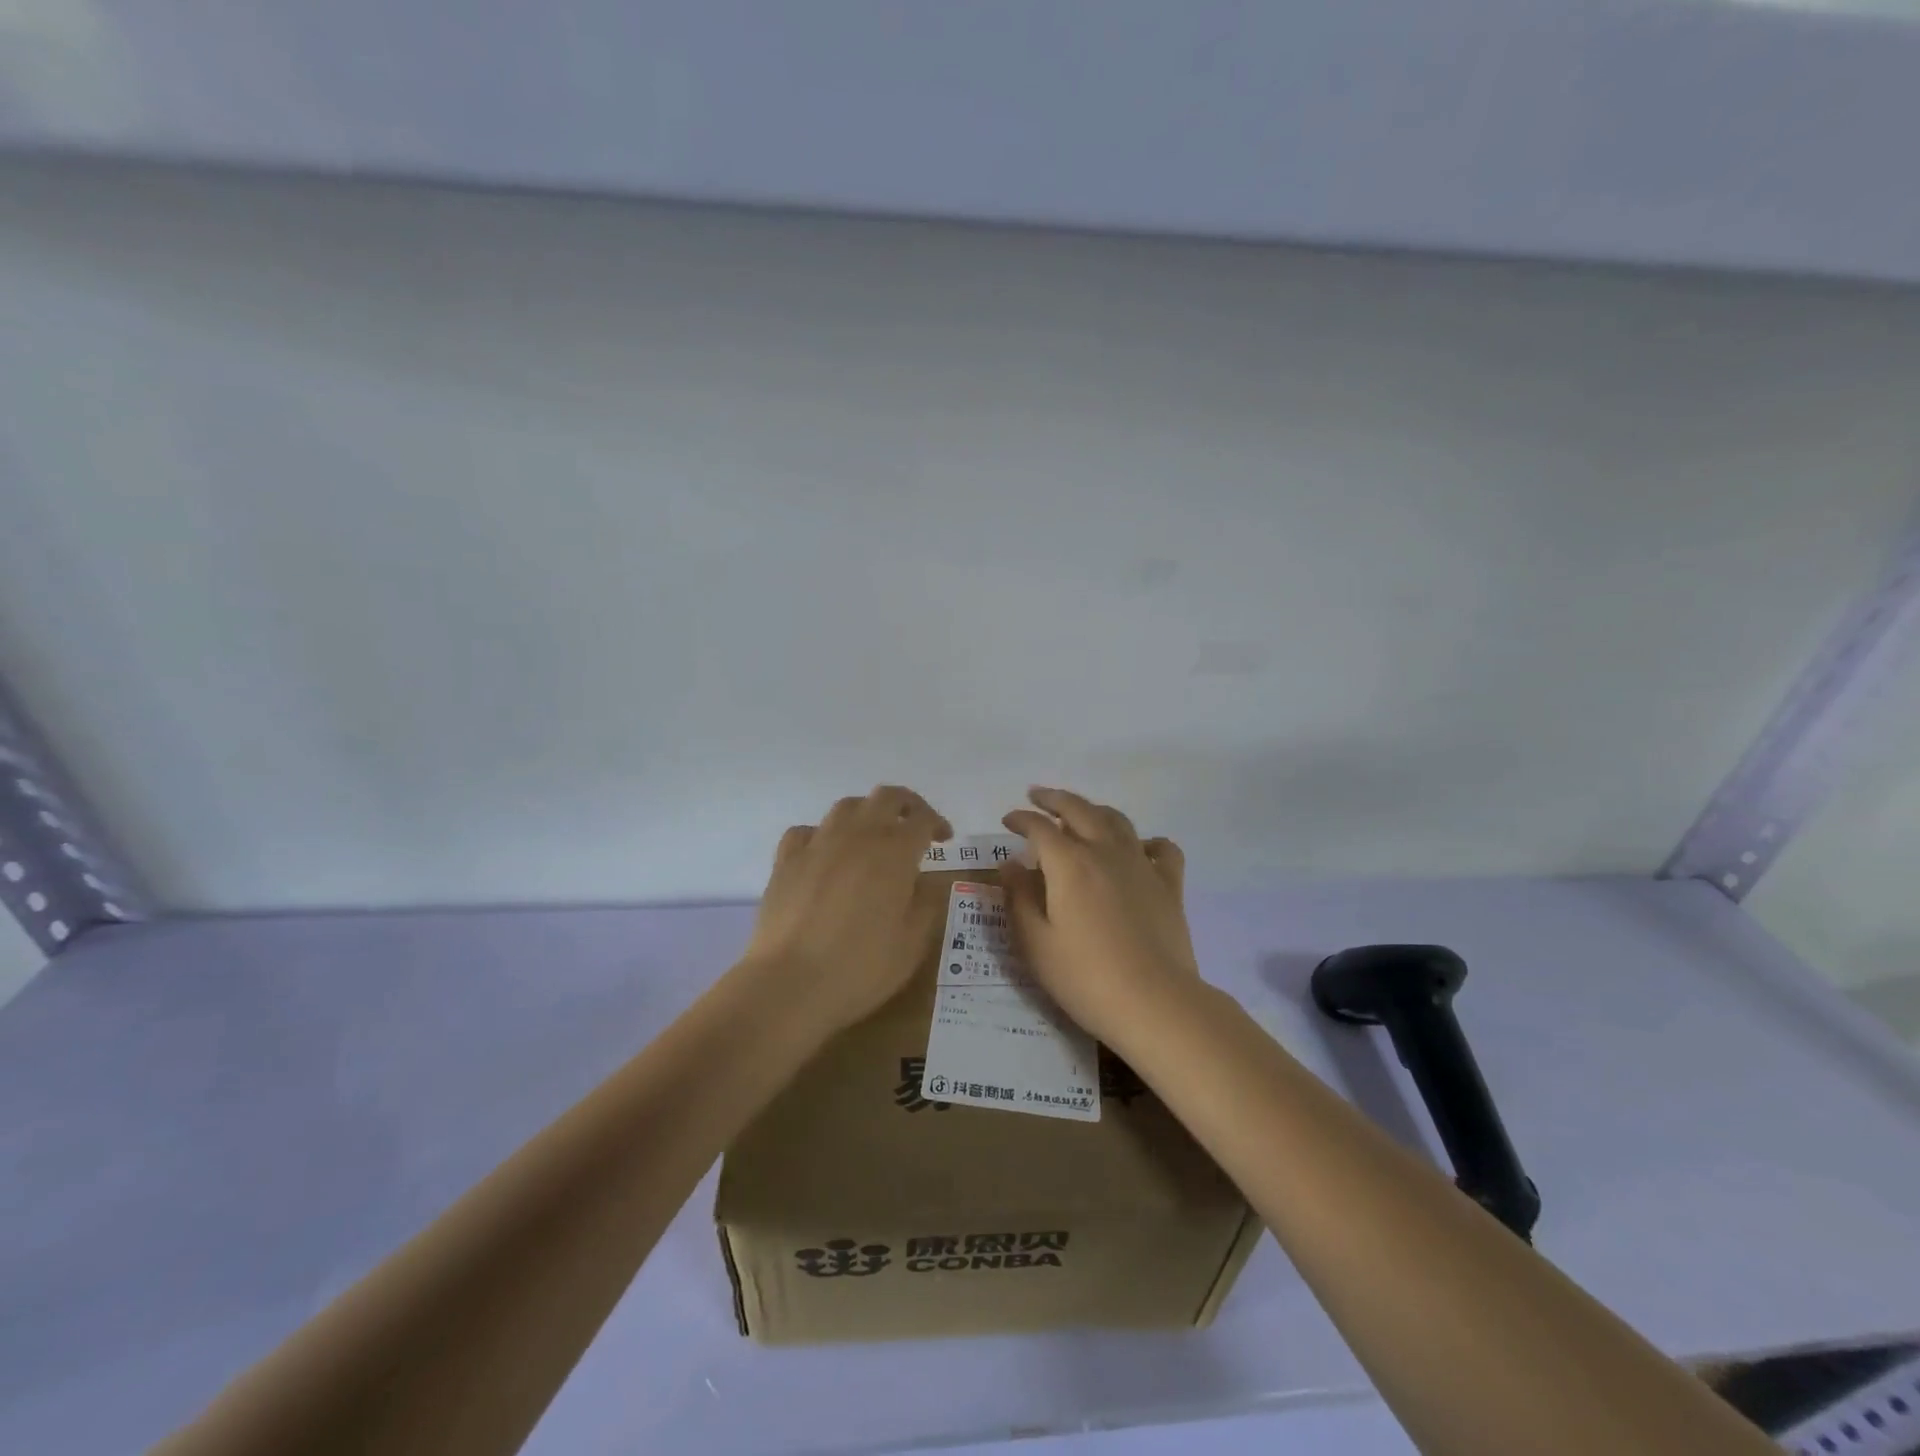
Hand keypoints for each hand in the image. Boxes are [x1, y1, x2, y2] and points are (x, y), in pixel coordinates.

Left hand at [741, 786, 952, 1036]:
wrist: (789, 983)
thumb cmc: (861, 967)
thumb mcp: (913, 943)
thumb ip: (927, 903)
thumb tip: (928, 880)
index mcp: (895, 852)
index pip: (922, 818)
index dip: (937, 823)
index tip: (945, 839)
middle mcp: (857, 835)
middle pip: (886, 797)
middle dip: (906, 805)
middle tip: (914, 825)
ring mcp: (818, 843)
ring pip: (846, 806)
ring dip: (867, 813)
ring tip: (872, 836)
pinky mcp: (786, 860)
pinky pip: (807, 831)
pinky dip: (822, 835)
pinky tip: (825, 854)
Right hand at [1001, 787, 1202, 1047]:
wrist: (1155, 1002)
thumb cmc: (1085, 977)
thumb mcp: (1035, 943)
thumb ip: (1019, 897)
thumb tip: (1011, 863)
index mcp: (1069, 863)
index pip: (1039, 827)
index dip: (1021, 819)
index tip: (1008, 820)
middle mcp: (1105, 852)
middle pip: (1079, 810)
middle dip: (1054, 799)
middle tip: (1037, 796)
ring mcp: (1142, 865)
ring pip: (1117, 820)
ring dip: (1094, 810)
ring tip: (1081, 814)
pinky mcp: (1169, 885)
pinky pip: (1161, 849)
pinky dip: (1147, 841)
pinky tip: (1139, 849)